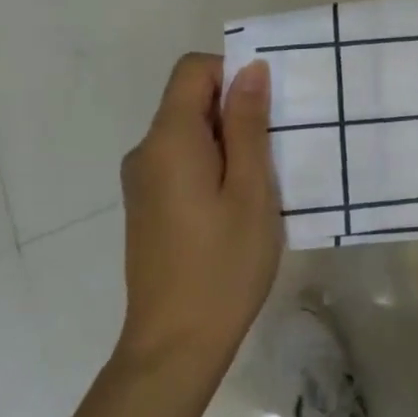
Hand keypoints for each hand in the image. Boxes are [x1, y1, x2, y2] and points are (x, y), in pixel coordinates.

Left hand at [117, 54, 282, 369]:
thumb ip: (248, 124)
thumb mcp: (251, 189)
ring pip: (188, 132)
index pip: (193, 69)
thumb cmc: (223, 265)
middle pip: (190, 99)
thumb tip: (250, 69)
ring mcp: (141, 181)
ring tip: (262, 179)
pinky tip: (237, 203)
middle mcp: (146, 151)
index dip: (231, 72)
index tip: (267, 106)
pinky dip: (212, 163)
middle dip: (235, 109)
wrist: (174, 346)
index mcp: (168, 139)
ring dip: (228, 139)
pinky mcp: (146, 205)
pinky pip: (181, 161)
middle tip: (276, 146)